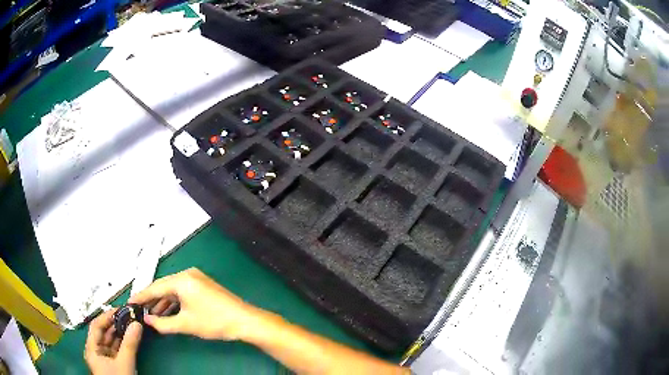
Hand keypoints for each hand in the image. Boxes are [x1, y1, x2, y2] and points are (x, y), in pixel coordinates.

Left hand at [84, 309, 142, 374]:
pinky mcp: (113, 365)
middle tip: (128, 316)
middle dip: (115, 324)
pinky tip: (130, 337)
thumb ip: (130, 344)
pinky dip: (123, 343)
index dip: (106, 316)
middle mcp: (96, 351)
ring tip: (131, 324)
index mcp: (92, 349)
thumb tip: (137, 324)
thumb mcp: (124, 363)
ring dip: (120, 333)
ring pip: (111, 341)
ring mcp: (105, 359)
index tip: (120, 309)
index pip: (96, 326)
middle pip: (103, 333)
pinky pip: (117, 349)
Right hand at [129, 268, 260, 340]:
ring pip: (172, 290)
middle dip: (151, 299)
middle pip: (163, 287)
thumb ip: (163, 323)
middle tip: (139, 310)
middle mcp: (187, 274)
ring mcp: (196, 278)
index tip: (130, 302)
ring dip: (162, 302)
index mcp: (181, 280)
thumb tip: (147, 320)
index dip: (141, 296)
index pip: (154, 287)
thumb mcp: (185, 324)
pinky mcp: (202, 285)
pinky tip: (168, 312)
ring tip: (151, 314)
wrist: (244, 321)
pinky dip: (174, 301)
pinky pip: (182, 292)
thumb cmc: (214, 321)